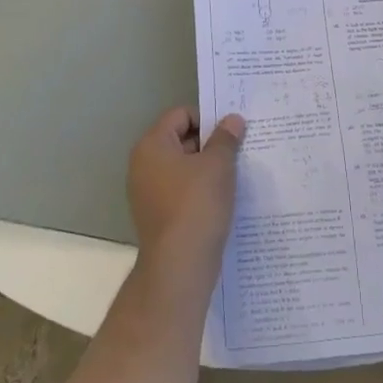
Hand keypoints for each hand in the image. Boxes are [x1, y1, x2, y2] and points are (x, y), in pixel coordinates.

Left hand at [126, 106, 244, 270]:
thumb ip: (226, 138)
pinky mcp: (158, 216)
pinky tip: (223, 199)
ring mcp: (148, 193)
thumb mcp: (218, 165)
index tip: (232, 132)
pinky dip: (200, 191)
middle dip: (210, 143)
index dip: (208, 118)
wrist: (179, 267)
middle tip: (239, 150)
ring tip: (235, 174)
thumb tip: (232, 120)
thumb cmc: (197, 205)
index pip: (181, 115)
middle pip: (180, 139)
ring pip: (183, 168)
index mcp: (152, 145)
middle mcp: (143, 165)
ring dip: (208, 168)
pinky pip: (181, 191)